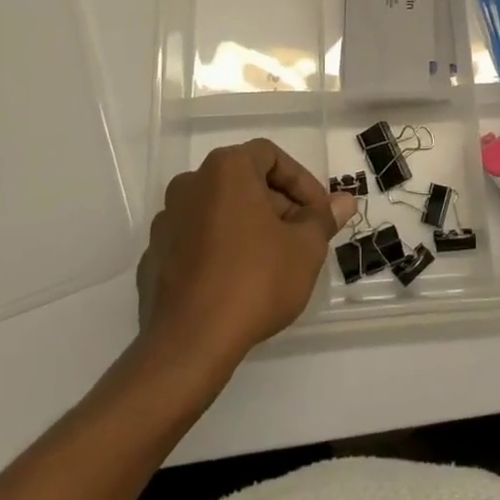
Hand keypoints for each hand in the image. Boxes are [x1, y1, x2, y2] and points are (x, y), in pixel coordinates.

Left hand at [137, 139, 356, 372]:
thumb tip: (345, 201)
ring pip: (219, 210)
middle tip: (302, 238)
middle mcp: (190, 185)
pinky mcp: (154, 256)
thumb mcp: (305, 248)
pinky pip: (197, 240)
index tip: (319, 213)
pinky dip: (221, 249)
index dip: (301, 181)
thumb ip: (323, 218)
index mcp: (225, 170)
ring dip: (249, 226)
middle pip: (244, 182)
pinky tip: (239, 281)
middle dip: (278, 205)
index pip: (270, 156)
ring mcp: (167, 221)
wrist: (190, 343)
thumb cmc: (255, 280)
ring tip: (274, 261)